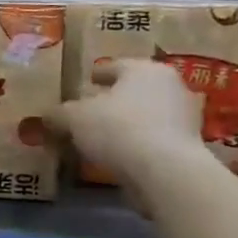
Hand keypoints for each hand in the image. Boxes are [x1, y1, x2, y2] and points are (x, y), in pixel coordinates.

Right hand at [47, 58, 206, 194]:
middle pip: (133, 90)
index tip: (86, 81)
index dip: (97, 74)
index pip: (115, 66)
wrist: (165, 171)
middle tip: (90, 110)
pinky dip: (137, 144)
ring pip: (146, 115)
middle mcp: (170, 86)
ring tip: (102, 137)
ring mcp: (184, 117)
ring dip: (126, 123)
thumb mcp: (74, 117)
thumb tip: (48, 116)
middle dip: (113, 100)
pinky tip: (119, 155)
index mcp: (144, 69)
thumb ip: (59, 114)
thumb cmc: (117, 128)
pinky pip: (153, 139)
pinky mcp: (189, 147)